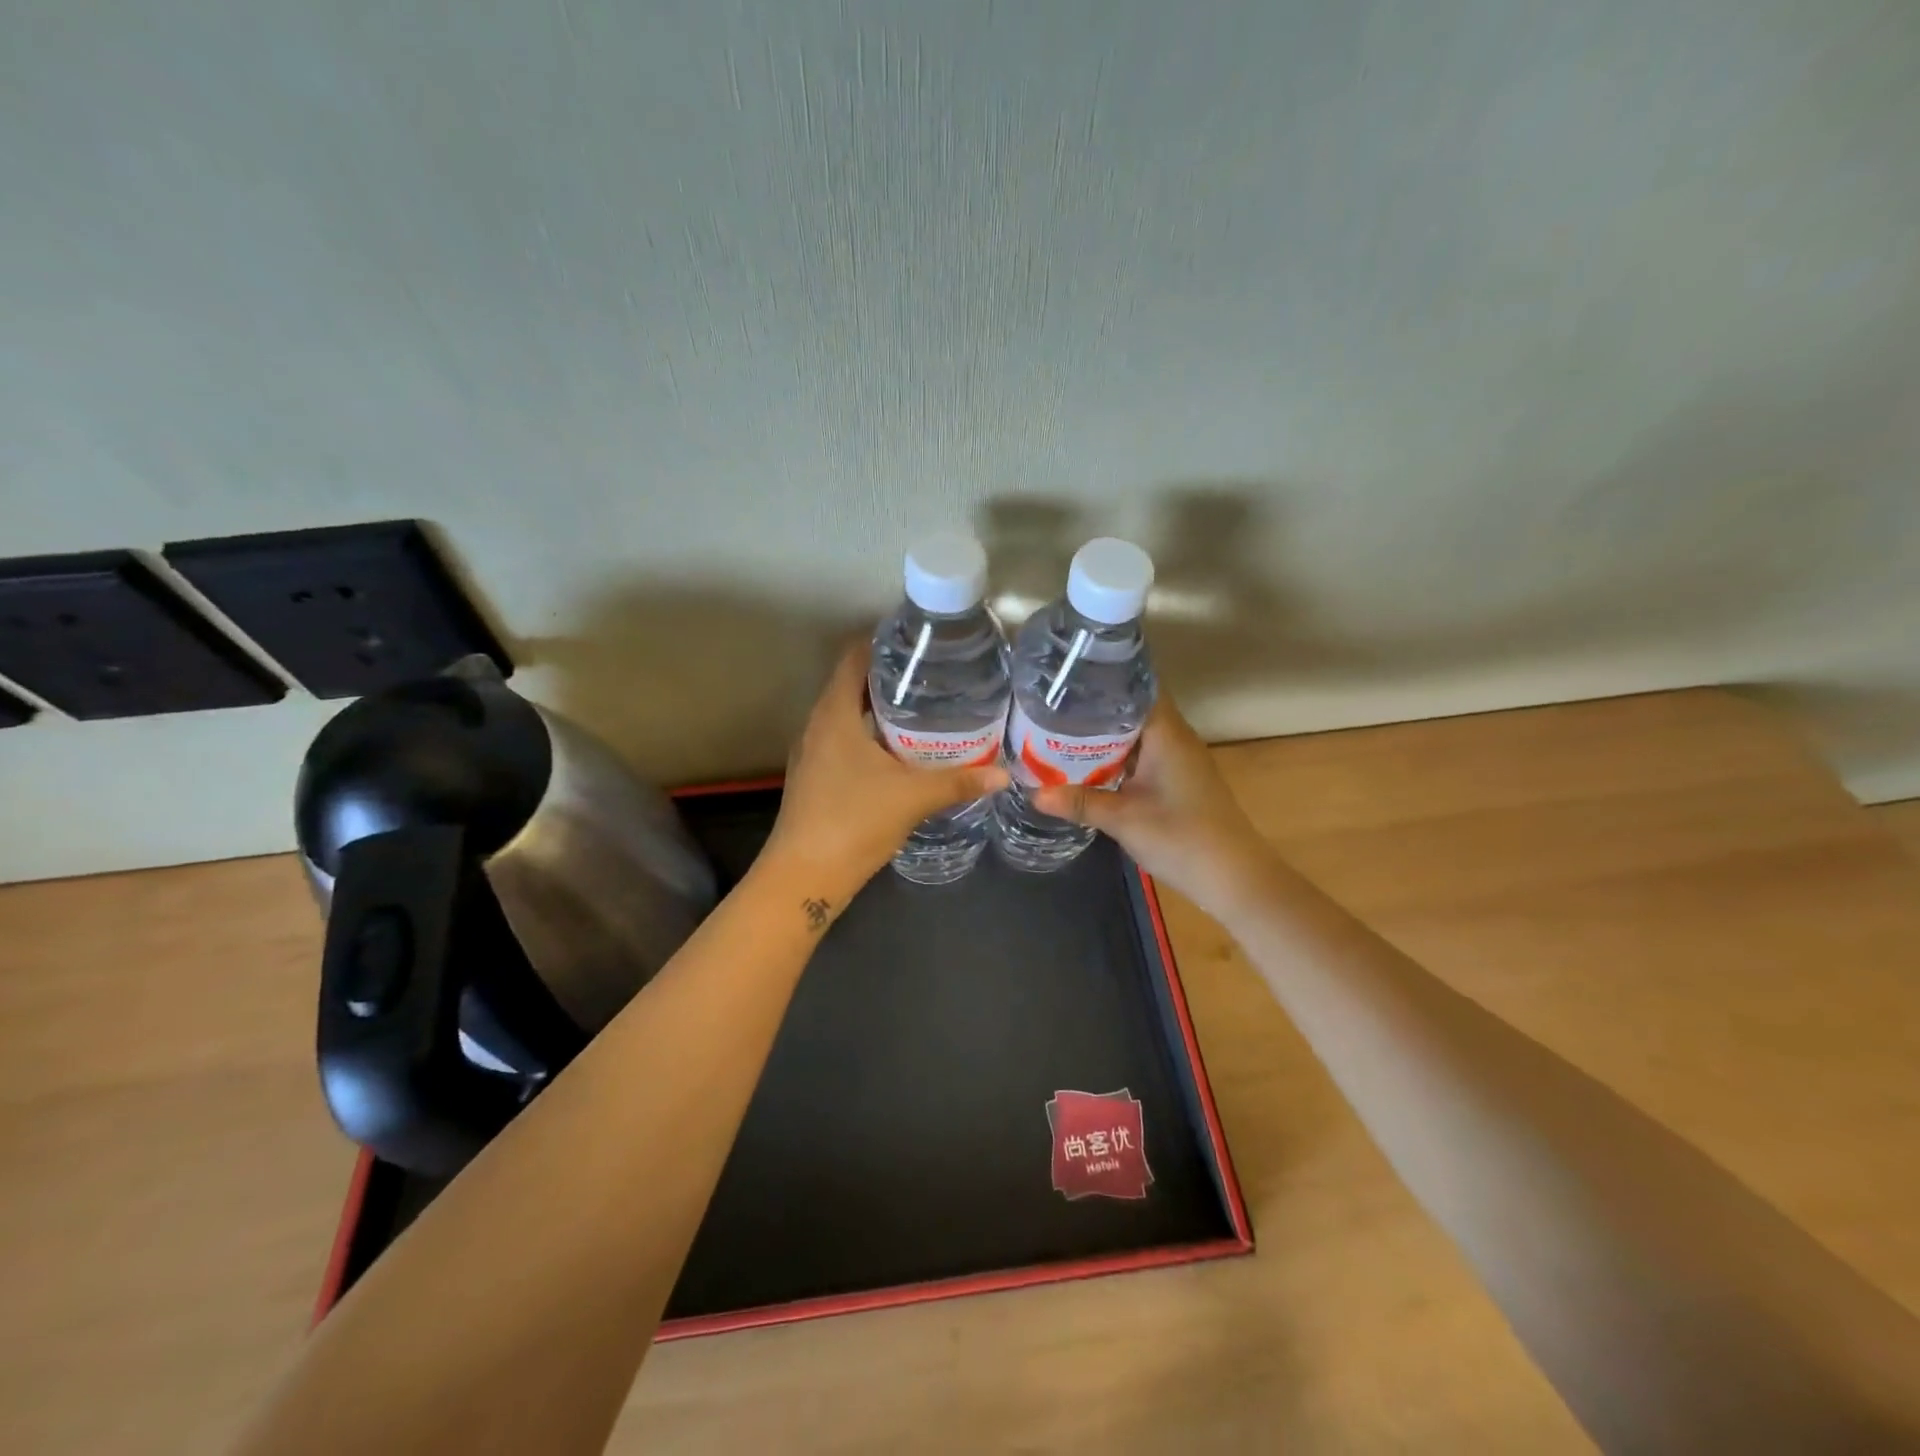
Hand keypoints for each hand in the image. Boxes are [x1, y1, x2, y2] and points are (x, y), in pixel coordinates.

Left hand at [763, 645, 1009, 902]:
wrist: (805, 876)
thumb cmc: (854, 822)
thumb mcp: (913, 797)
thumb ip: (958, 782)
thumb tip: (1003, 774)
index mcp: (834, 714)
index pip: (854, 658)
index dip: (883, 644)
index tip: (919, 644)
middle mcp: (817, 726)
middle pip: (852, 685)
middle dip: (890, 678)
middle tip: (933, 677)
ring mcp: (812, 753)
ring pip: (847, 716)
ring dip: (879, 710)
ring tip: (923, 710)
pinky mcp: (814, 777)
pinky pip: (843, 741)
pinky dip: (869, 736)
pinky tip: (900, 753)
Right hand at [1033, 695, 1274, 919]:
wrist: (1233, 877)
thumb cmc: (1182, 838)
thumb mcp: (1123, 819)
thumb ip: (1079, 802)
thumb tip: (1033, 794)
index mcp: (1166, 733)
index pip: (1137, 685)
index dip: (1104, 677)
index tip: (1066, 676)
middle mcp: (1175, 737)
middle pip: (1132, 708)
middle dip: (1094, 707)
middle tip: (1049, 704)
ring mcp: (1178, 759)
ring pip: (1135, 733)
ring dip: (1103, 734)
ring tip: (1058, 729)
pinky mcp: (1177, 779)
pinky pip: (1141, 754)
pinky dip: (1115, 755)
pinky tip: (1087, 764)